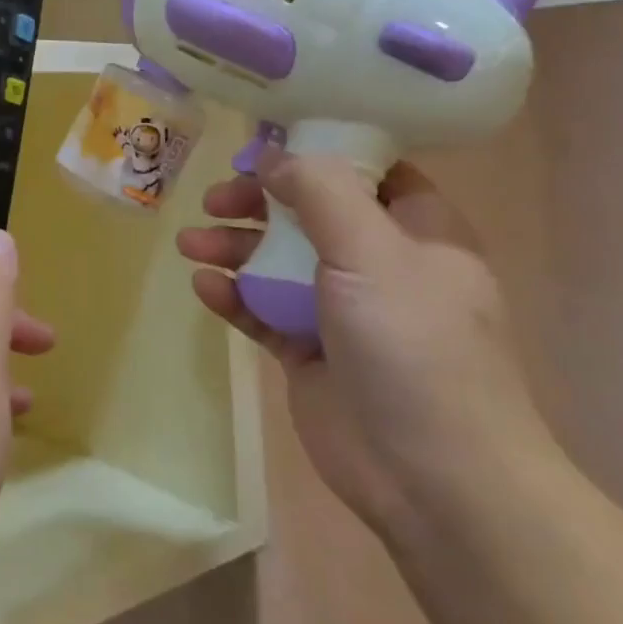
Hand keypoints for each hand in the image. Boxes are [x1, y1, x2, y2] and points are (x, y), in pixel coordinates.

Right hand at [177, 151, 554, 538]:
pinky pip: (264, 310)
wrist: (431, 475)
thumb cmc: (413, 344)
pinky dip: (235, 295)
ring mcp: (341, 309)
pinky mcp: (309, 351)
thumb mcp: (371, 250)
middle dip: (259, 203)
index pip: (366, 171)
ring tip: (190, 244)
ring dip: (234, 247)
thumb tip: (273, 157)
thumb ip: (320, 192)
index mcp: (416, 230)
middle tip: (214, 200)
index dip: (315, 153)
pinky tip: (206, 288)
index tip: (262, 149)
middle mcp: (379, 263)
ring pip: (279, 261)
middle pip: (309, 213)